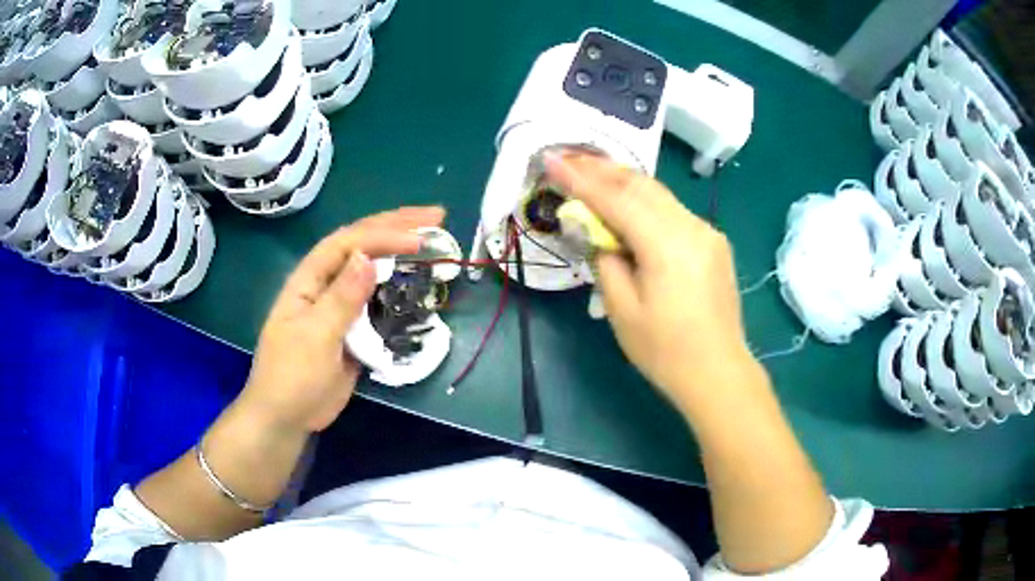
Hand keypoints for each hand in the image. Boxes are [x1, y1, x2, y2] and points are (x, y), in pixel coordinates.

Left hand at [239, 207, 445, 433]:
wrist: (287, 418)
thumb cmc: (292, 376)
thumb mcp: (315, 337)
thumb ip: (341, 299)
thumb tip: (368, 258)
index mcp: (309, 281)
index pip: (348, 244)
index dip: (383, 234)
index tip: (420, 237)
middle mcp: (325, 285)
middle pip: (361, 246)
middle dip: (396, 227)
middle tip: (437, 216)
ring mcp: (340, 307)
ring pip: (372, 272)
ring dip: (400, 254)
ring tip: (433, 240)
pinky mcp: (352, 329)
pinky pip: (378, 302)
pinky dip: (399, 289)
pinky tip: (417, 281)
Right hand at [545, 152, 753, 407]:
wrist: (718, 373)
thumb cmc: (665, 351)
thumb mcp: (622, 310)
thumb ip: (605, 260)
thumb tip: (598, 231)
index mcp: (667, 244)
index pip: (616, 199)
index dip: (580, 178)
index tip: (550, 160)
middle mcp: (691, 226)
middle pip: (641, 185)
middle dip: (601, 168)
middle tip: (567, 156)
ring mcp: (707, 232)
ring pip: (659, 194)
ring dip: (623, 180)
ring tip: (591, 169)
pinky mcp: (713, 242)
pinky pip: (672, 211)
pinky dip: (645, 201)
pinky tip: (627, 201)